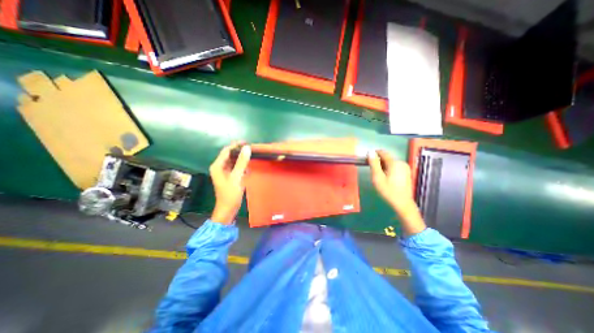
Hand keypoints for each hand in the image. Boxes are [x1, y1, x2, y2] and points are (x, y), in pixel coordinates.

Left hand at [208, 142, 249, 223]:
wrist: (228, 209)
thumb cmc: (230, 194)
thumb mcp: (237, 177)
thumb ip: (241, 162)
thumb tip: (247, 148)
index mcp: (217, 166)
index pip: (226, 151)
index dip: (236, 145)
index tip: (247, 142)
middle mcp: (219, 167)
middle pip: (229, 155)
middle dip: (239, 152)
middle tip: (251, 149)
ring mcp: (224, 172)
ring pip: (233, 161)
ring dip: (241, 159)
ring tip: (251, 157)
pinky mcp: (229, 177)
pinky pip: (235, 168)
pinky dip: (241, 166)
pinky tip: (248, 168)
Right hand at [368, 149, 426, 234]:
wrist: (402, 203)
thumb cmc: (388, 191)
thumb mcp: (377, 177)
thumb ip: (374, 164)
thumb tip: (370, 152)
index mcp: (394, 163)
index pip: (383, 153)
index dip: (374, 154)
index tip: (367, 159)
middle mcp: (401, 162)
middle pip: (386, 158)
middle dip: (378, 162)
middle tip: (372, 172)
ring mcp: (405, 167)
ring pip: (390, 162)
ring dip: (383, 166)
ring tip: (379, 176)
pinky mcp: (406, 172)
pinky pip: (395, 167)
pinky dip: (389, 169)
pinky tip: (386, 178)